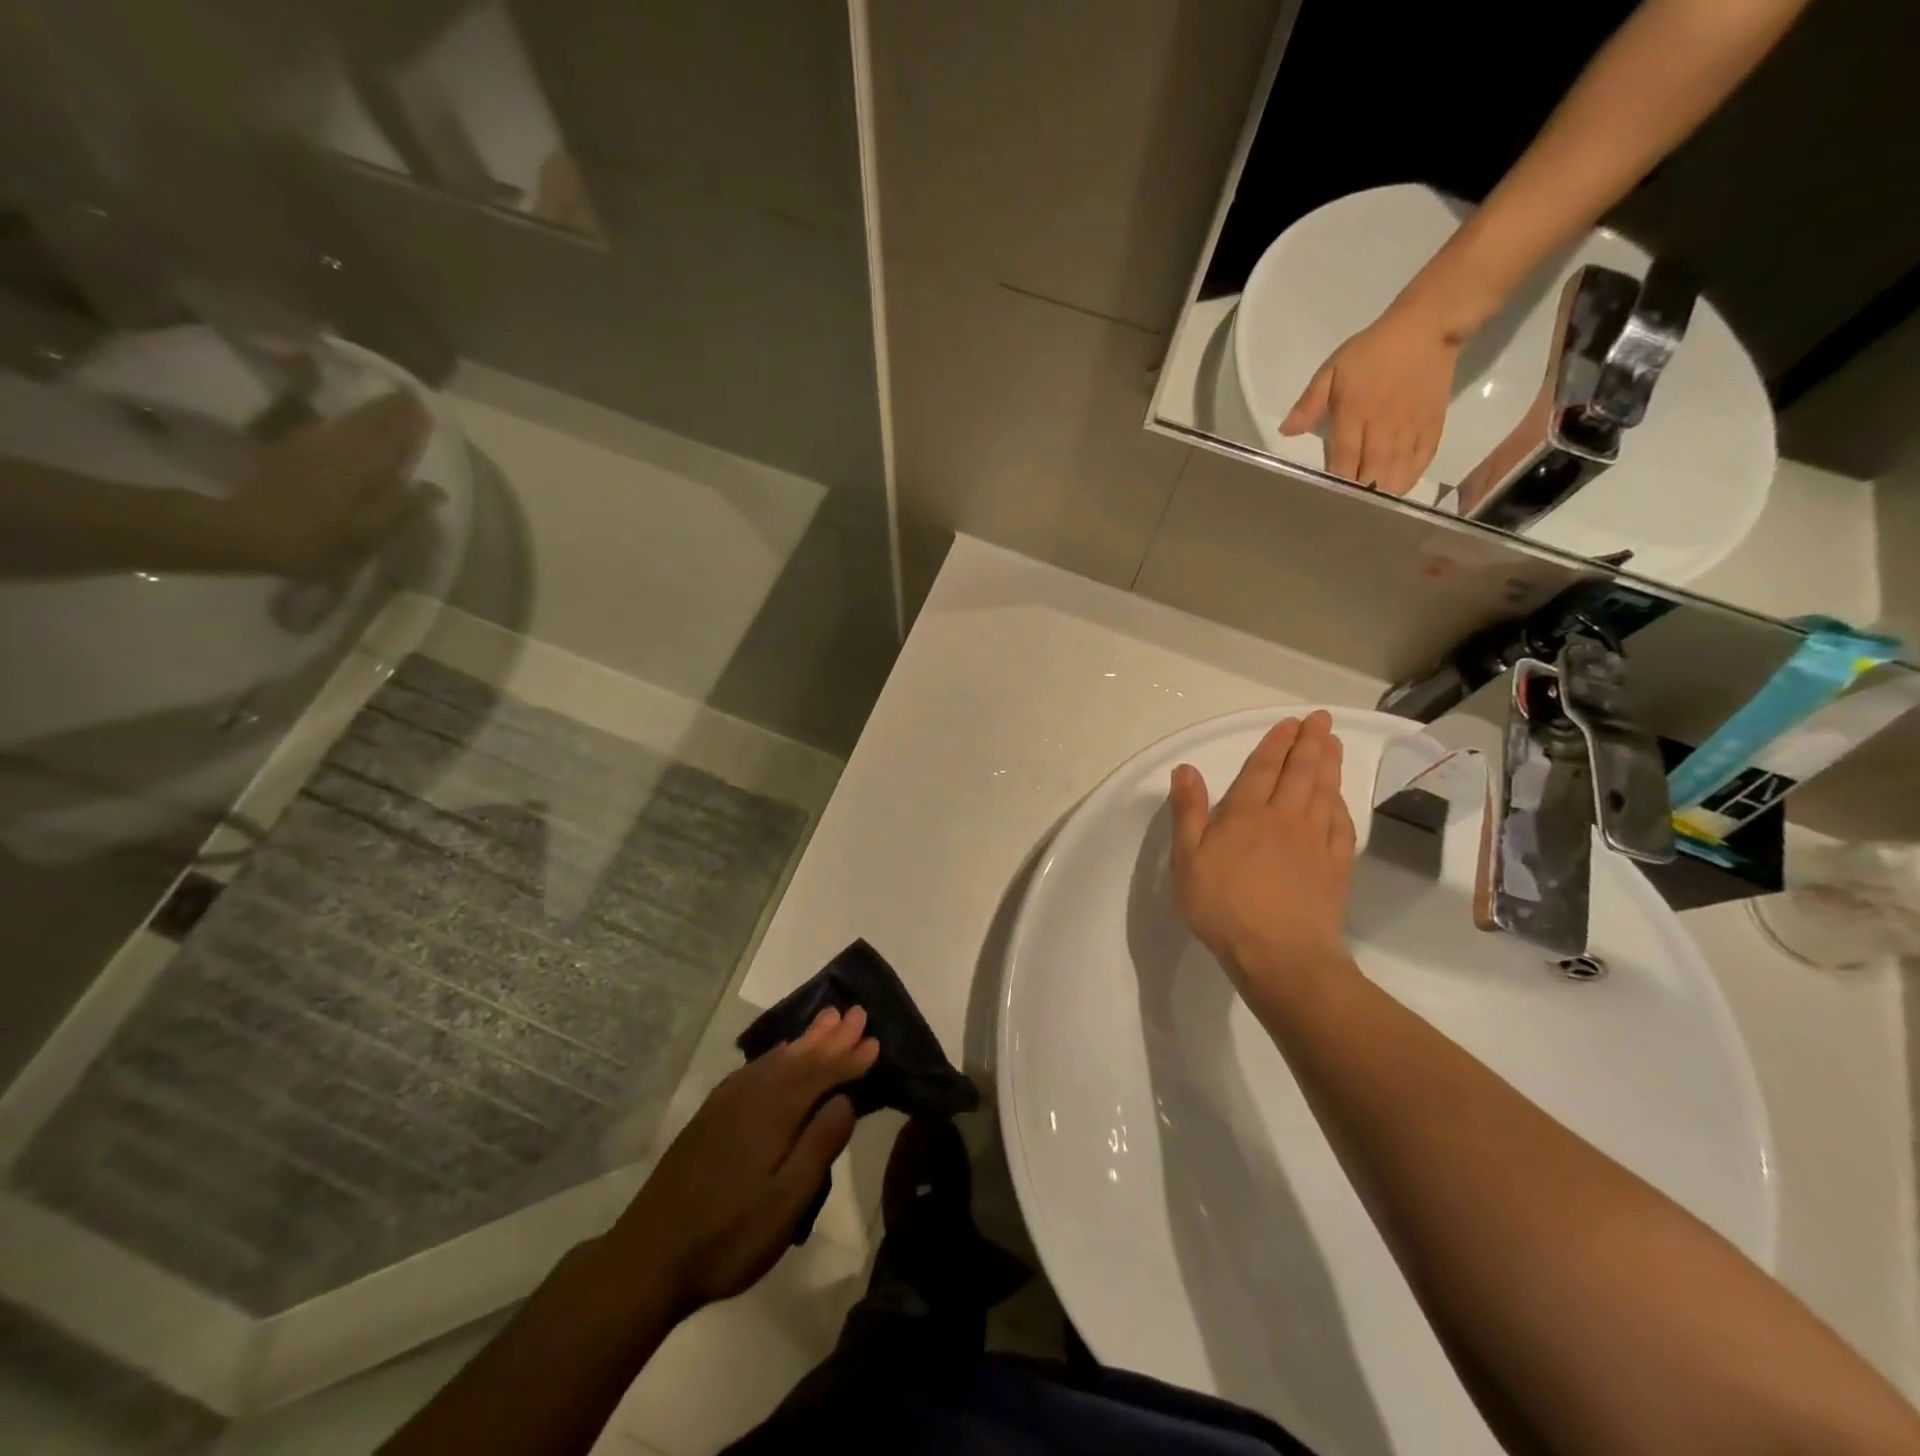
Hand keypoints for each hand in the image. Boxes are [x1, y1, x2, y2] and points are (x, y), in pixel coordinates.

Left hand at [209, 391, 438, 577]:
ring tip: (386, 403)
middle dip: (390, 409)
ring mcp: (312, 447)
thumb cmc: (318, 540)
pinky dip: (344, 421)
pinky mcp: (291, 452)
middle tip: (408, 396)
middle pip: (369, 422)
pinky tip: (347, 422)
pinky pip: (327, 428)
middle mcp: (340, 448)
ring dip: (369, 410)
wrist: (246, 532)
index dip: (410, 423)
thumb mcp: (370, 534)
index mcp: (364, 467)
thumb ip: (403, 508)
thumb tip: (436, 488)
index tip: (425, 407)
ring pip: (348, 422)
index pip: (393, 438)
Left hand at [611, 1006, 878, 1318]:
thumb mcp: (786, 1202)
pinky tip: (781, 1054)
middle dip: (831, 1037)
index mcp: (773, 1112)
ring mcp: (726, 1103)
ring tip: (828, 1020)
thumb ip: (819, 1145)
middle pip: (799, 1058)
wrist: (647, 1258)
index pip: (821, 1074)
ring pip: (776, 1059)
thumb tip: (846, 1099)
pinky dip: (777, 1056)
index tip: (875, 1040)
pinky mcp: (711, 1116)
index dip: (849, 1058)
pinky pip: (755, 1069)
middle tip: (857, 1013)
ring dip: (806, 1040)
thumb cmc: (728, 1236)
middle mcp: (751, 1095)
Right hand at [1167, 711, 1357, 996]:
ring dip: (1329, 765)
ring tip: (1334, 744)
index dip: (1277, 743)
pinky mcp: (1335, 868)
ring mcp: (1315, 842)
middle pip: (1301, 772)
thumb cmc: (1223, 906)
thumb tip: (1186, 769)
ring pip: (1325, 793)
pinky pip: (1341, 826)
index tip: (1290, 723)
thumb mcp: (1187, 860)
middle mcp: (1285, 818)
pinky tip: (1340, 800)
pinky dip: (1341, 806)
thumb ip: (1188, 812)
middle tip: (1321, 720)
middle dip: (1310, 743)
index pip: (1264, 768)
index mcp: (1247, 814)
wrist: (1280, 954)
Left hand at [1280, 304, 1460, 495]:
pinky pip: (1421, 461)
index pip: (1344, 462)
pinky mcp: (1432, 425)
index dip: (1336, 485)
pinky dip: (1409, 479)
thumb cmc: (1372, 351)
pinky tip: (1396, 489)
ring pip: (1397, 474)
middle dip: (1359, 495)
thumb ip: (1309, 404)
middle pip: (1371, 475)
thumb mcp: (1331, 371)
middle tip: (1346, 510)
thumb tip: (1286, 432)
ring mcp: (1410, 429)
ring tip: (1369, 508)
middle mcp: (1383, 428)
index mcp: (1355, 416)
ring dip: (1383, 494)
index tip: (1325, 499)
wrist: (1427, 327)